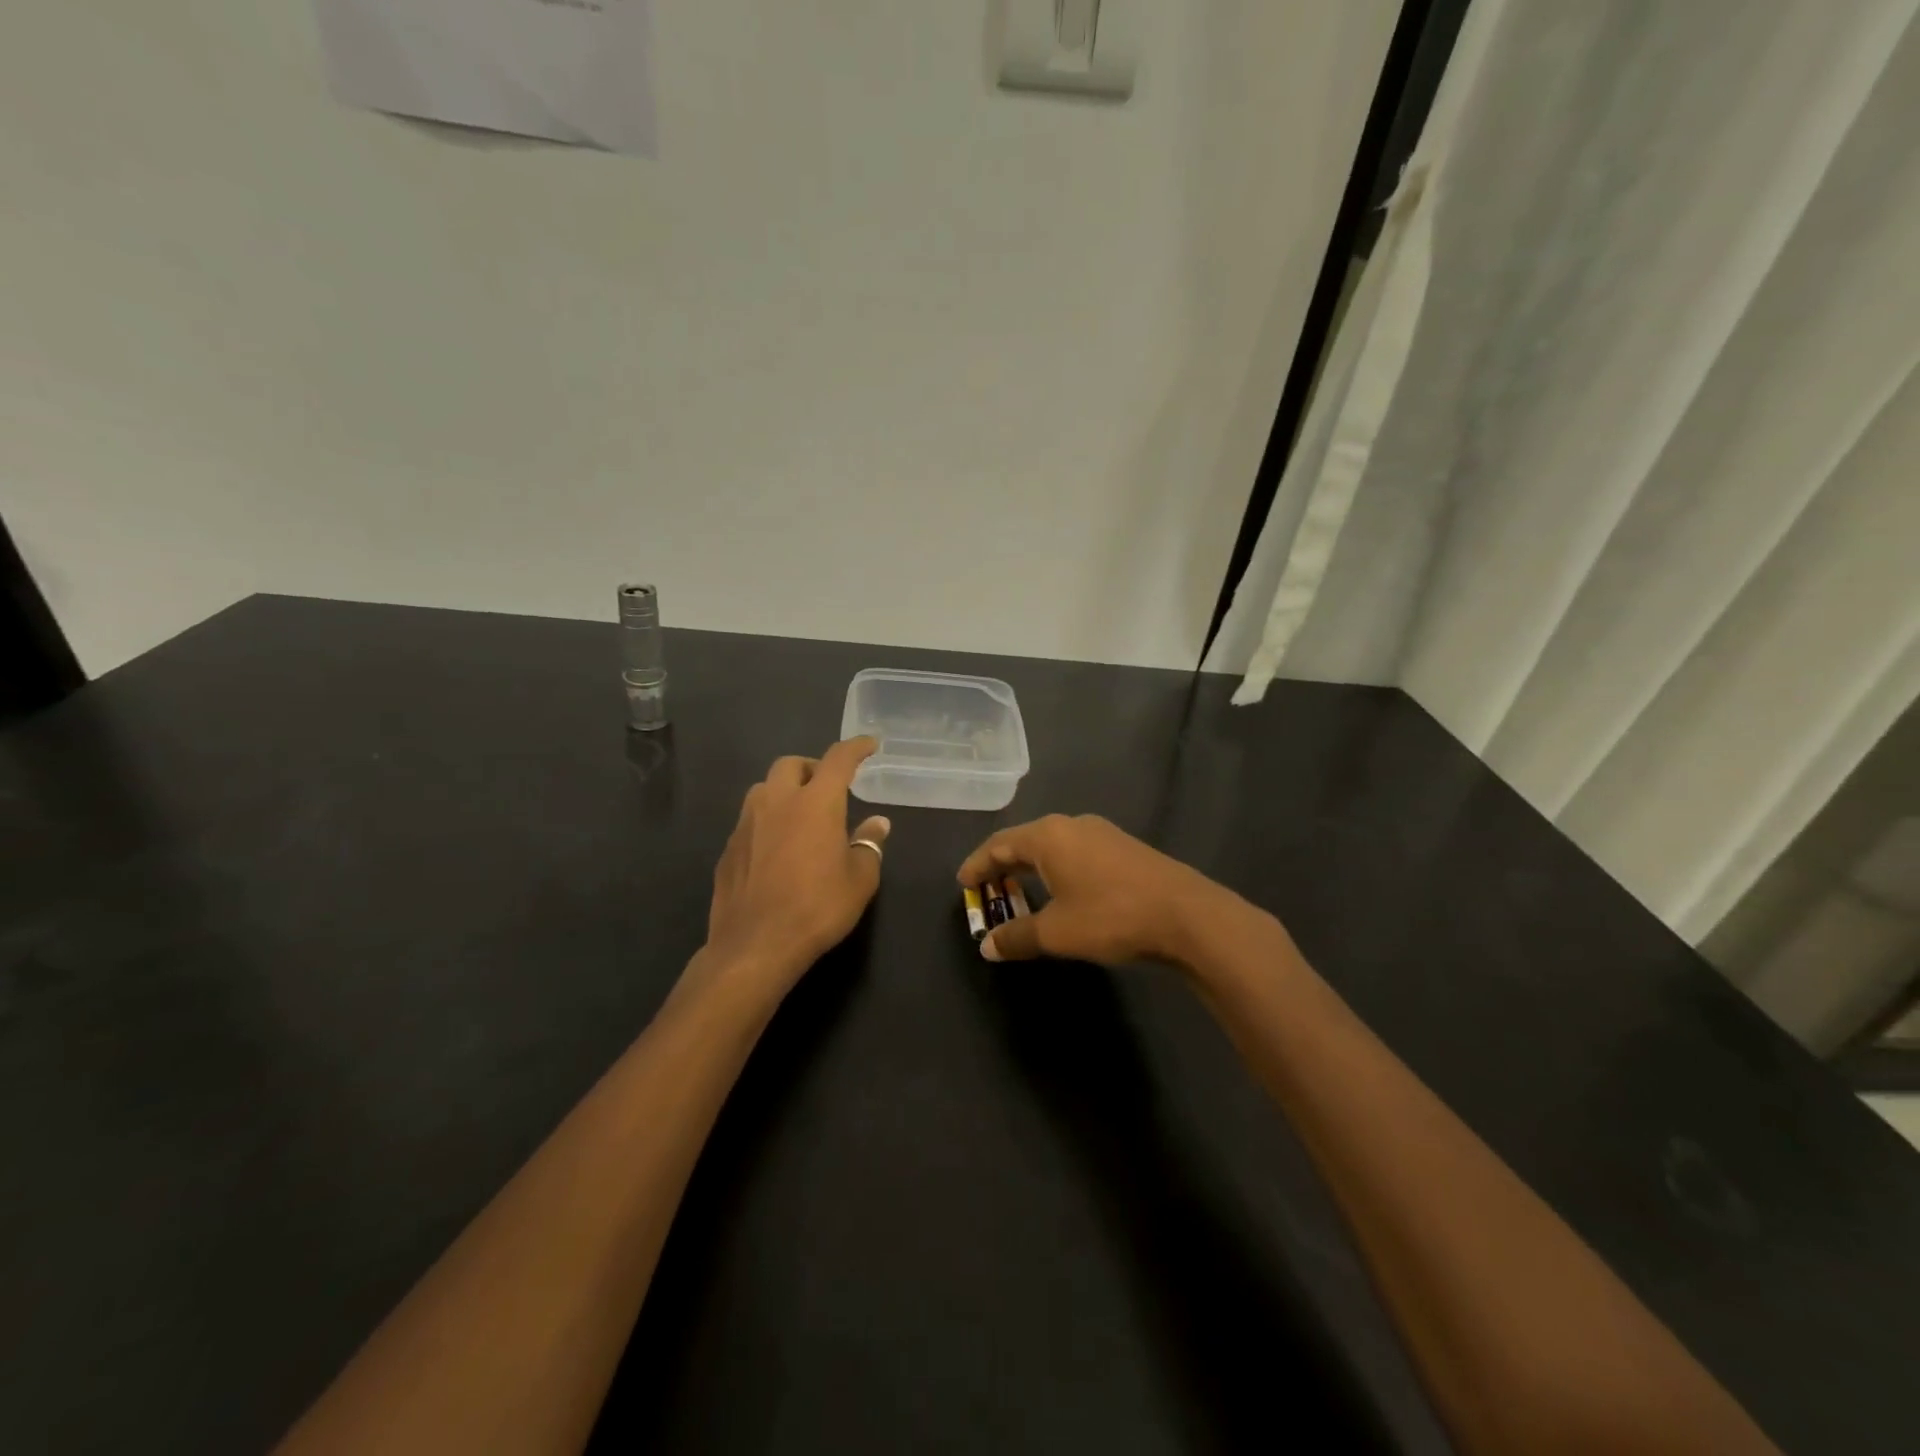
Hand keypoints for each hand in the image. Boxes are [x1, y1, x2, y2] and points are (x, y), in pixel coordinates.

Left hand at [705, 738, 890, 996]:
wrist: (755, 945)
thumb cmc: (817, 908)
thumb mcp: (859, 880)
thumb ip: (868, 845)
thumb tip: (877, 823)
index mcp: (816, 803)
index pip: (838, 760)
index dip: (855, 748)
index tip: (868, 745)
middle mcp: (777, 802)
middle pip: (791, 764)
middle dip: (812, 767)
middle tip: (828, 787)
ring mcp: (747, 823)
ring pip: (764, 789)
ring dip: (784, 791)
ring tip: (800, 814)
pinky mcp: (728, 848)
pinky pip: (750, 820)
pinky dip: (767, 821)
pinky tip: (776, 848)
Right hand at [957, 814, 1233, 967]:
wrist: (1186, 915)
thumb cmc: (1110, 917)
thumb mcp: (1056, 933)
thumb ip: (1017, 936)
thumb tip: (988, 945)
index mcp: (1048, 836)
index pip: (998, 844)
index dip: (977, 865)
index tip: (962, 884)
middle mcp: (1072, 825)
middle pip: (1024, 842)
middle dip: (1003, 867)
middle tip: (988, 892)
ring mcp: (1101, 833)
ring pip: (1053, 847)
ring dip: (1031, 870)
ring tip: (1021, 894)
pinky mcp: (1123, 847)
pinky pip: (1075, 853)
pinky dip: (1057, 871)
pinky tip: (1063, 893)